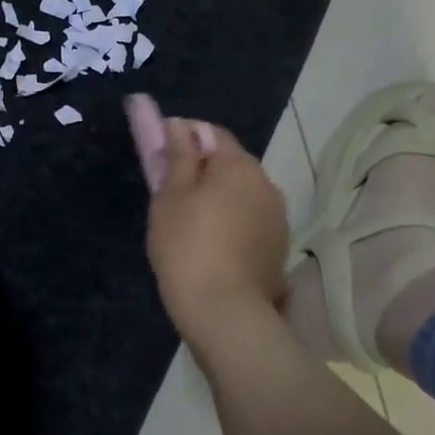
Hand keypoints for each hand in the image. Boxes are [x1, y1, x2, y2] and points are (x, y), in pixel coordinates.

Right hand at [145, 116, 288, 341]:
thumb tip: (176, 121)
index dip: (181, 136)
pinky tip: (210, 245)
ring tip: (186, 223)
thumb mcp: (170, 195)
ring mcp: (276, 216)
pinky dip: (229, 221)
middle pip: (227, 162)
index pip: (209, 131)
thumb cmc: (187, 246)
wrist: (225, 312)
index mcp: (239, 164)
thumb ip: (175, 154)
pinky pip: (248, 219)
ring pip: (239, 193)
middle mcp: (266, 182)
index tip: (158, 157)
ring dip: (216, 197)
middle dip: (199, 169)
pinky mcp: (277, 246)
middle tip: (167, 193)